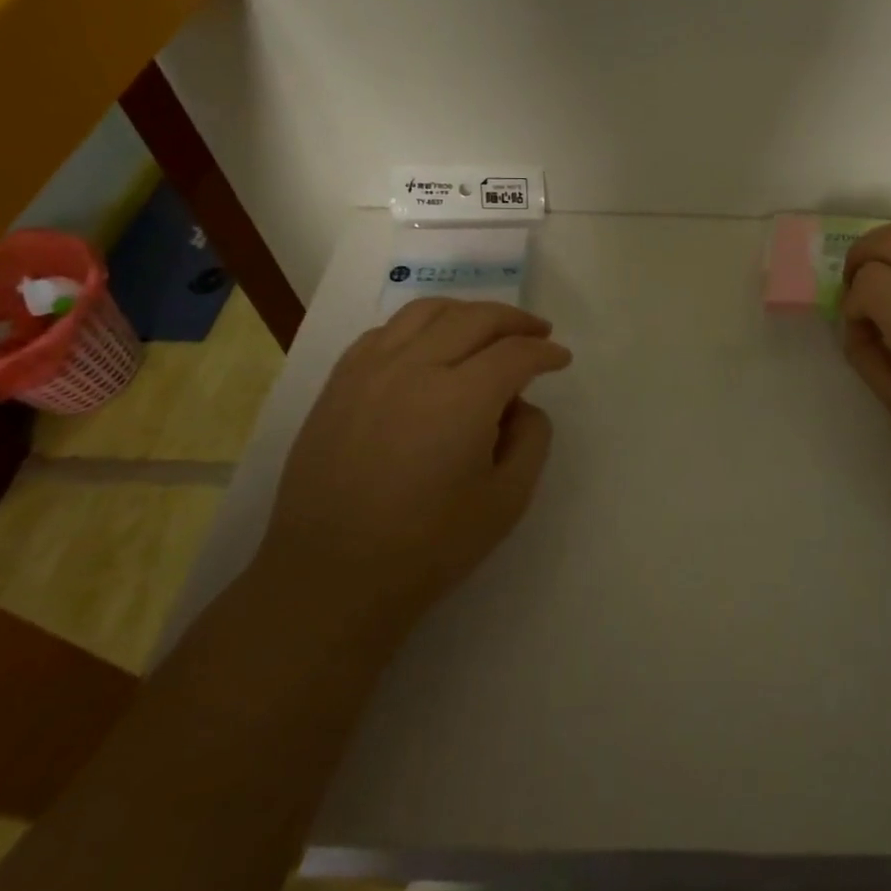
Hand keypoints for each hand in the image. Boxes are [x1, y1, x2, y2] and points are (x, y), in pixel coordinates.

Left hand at [257, 299, 571, 634]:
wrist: (330, 579)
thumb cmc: (427, 547)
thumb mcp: (507, 501)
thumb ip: (532, 440)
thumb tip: (521, 406)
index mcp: (461, 398)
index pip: (515, 353)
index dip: (545, 352)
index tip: (561, 359)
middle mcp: (415, 368)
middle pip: (476, 318)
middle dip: (516, 321)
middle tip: (538, 332)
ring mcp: (370, 371)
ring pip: (427, 312)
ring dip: (468, 312)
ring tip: (487, 327)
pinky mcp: (339, 384)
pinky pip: (386, 332)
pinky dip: (419, 326)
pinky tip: (429, 346)